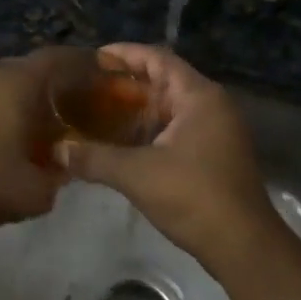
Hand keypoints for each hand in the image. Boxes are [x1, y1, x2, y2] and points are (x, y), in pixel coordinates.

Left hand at [0, 50, 71, 237]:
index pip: (59, 57)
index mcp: (17, 82)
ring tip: (53, 118)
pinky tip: (19, 131)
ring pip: (12, 79)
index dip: (85, 62)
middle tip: (83, 100)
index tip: (105, 73)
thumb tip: (66, 168)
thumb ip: (59, 178)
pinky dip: (12, 103)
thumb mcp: (34, 193)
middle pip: (35, 66)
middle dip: (61, 79)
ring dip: (34, 93)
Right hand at [54, 44, 274, 271]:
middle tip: (90, 86)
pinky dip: (151, 129)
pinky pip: (177, 128)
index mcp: (199, 96)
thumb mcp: (138, 174)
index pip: (158, 59)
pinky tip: (123, 142)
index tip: (94, 57)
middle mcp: (211, 105)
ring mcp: (217, 130)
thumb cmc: (193, 196)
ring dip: (138, 109)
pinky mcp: (215, 154)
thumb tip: (57, 150)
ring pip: (171, 108)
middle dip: (127, 84)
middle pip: (165, 81)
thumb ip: (95, 158)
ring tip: (100, 111)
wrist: (243, 245)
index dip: (126, 54)